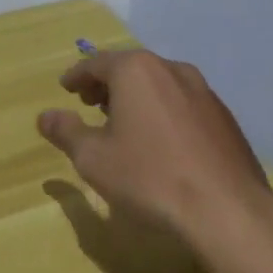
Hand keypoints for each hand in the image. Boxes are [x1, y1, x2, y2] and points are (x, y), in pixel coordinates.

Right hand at [37, 49, 269, 236]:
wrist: (227, 210)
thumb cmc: (149, 177)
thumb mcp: (93, 158)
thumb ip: (66, 132)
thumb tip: (45, 116)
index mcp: (136, 70)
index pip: (96, 63)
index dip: (77, 76)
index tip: (66, 88)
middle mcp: (171, 69)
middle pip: (131, 68)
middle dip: (107, 84)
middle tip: (90, 103)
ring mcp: (203, 91)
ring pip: (160, 84)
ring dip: (137, 97)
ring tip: (124, 122)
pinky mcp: (224, 117)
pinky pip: (183, 103)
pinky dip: (164, 111)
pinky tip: (161, 141)